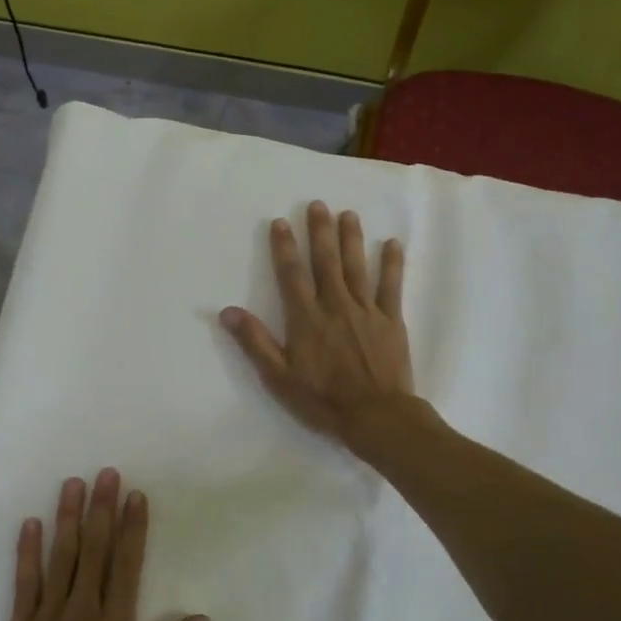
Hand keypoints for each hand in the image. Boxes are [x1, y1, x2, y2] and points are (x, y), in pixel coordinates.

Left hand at [0, 470, 208, 620]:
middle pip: (94, 550)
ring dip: (68, 518)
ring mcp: (47, 617)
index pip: (126, 565)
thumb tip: (201, 620)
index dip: (132, 528)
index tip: (136, 496)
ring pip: (60, 557)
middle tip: (107, 473)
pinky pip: (24, 581)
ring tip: (73, 484)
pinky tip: (30, 524)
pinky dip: (27, 551)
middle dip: (102, 509)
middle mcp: (81, 613)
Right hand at [220, 202, 415, 448]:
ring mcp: (366, 309)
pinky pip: (392, 285)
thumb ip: (255, 342)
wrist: (376, 415)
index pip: (291, 274)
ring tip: (348, 214)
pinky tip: (393, 243)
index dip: (284, 247)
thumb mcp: (279, 377)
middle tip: (317, 205)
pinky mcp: (391, 319)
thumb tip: (227, 312)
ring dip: (352, 238)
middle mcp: (335, 304)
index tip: (280, 222)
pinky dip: (393, 263)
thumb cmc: (322, 400)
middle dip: (320, 231)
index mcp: (306, 318)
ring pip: (357, 266)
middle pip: (326, 261)